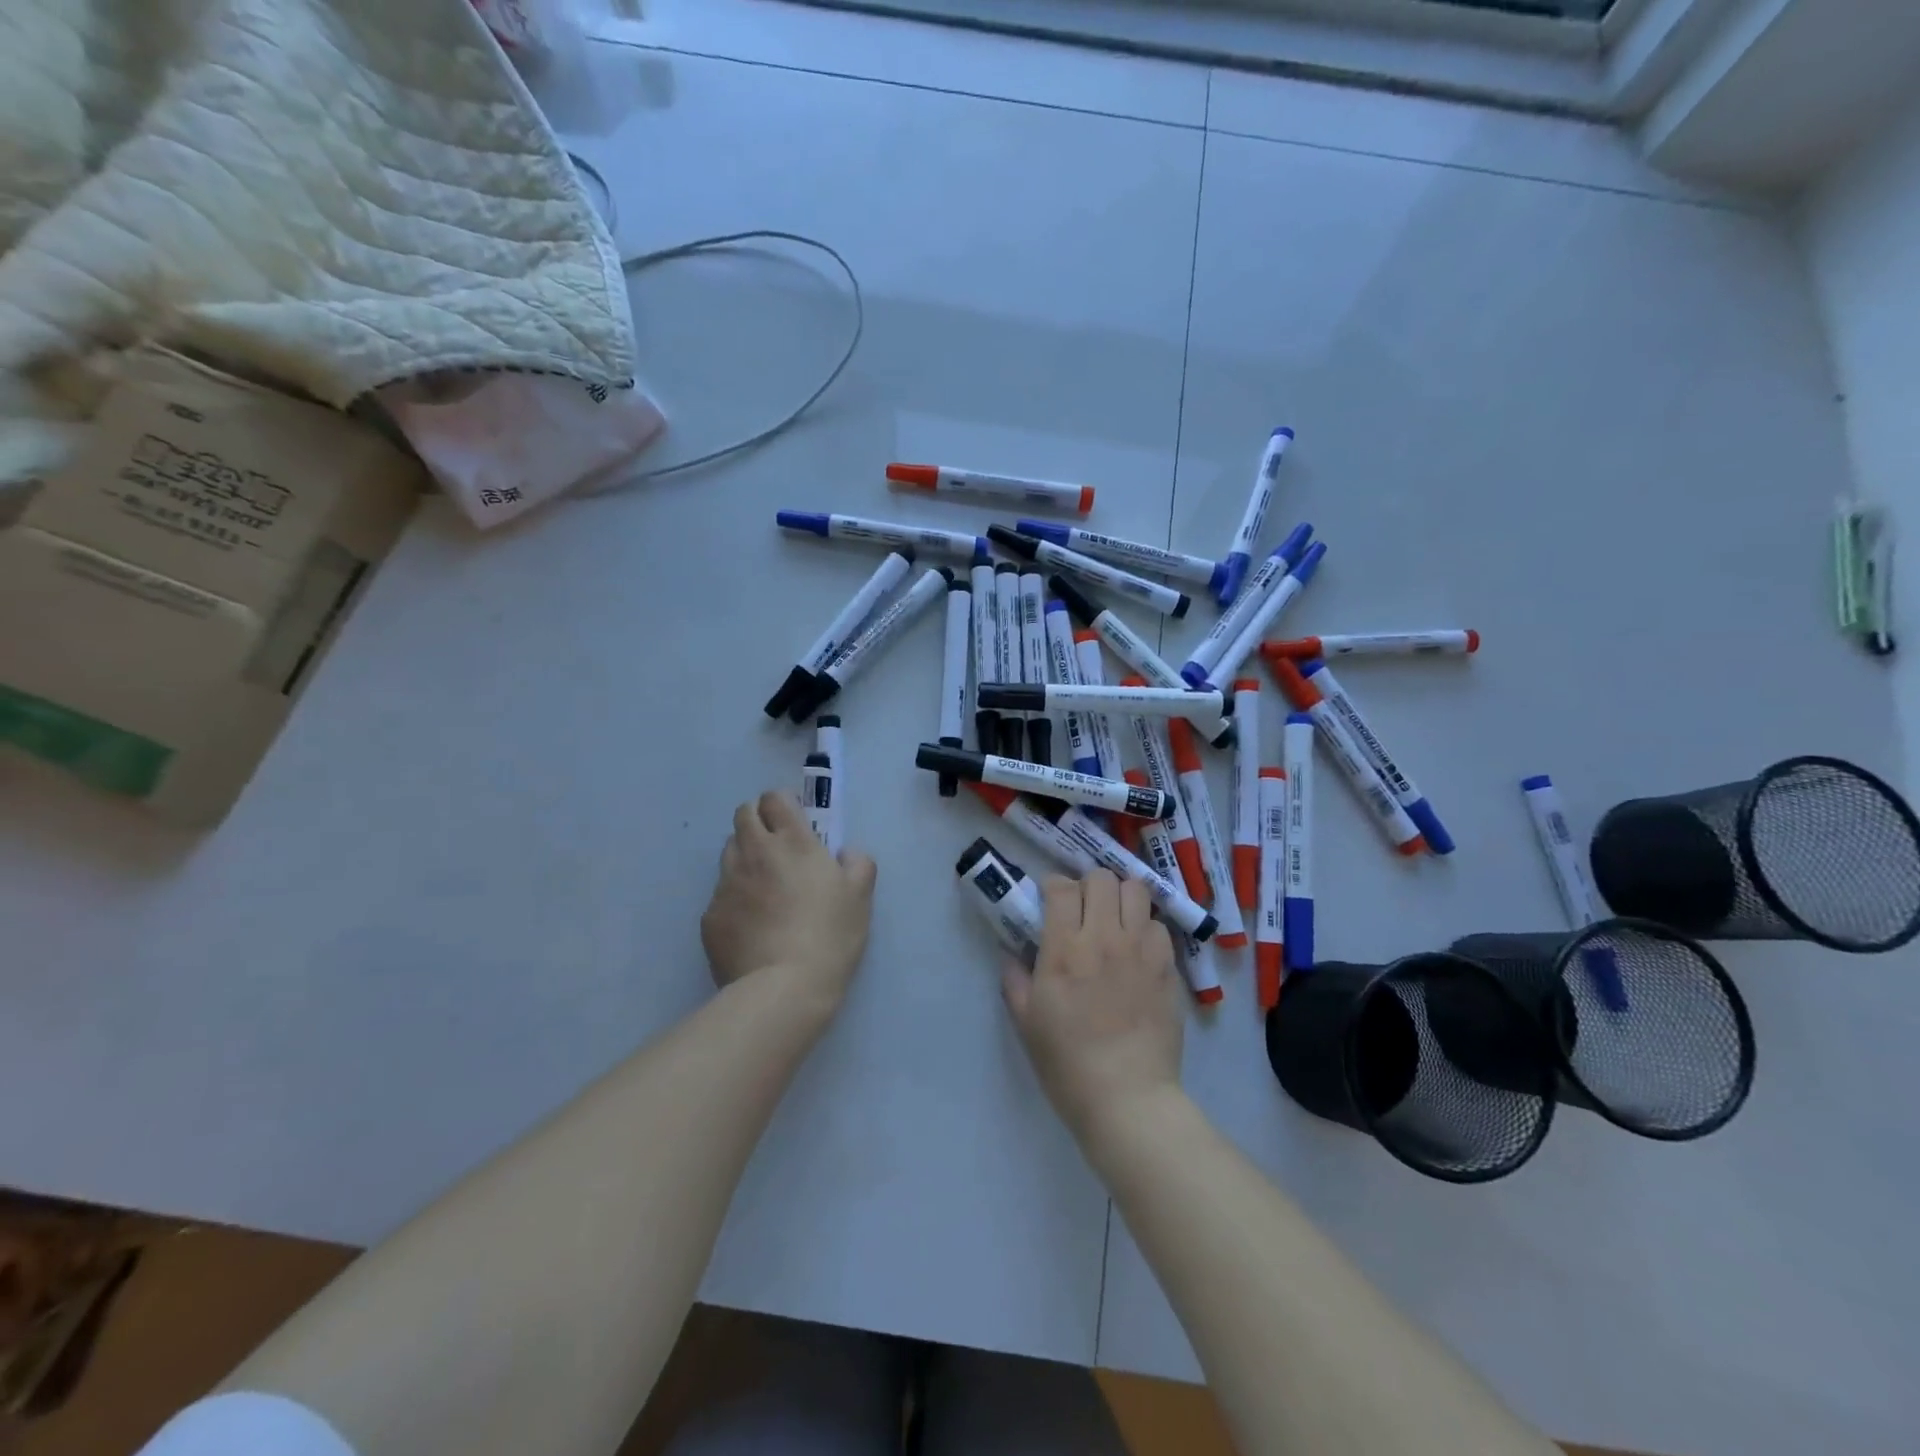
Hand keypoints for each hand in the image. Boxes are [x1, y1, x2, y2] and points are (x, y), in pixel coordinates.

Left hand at [701, 791, 875, 1014]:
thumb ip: (858, 863)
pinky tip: (751, 924)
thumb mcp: (860, 897)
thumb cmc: (829, 936)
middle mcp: (754, 852)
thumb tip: (845, 853)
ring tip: (763, 886)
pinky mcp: (710, 915)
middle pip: (743, 814)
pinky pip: (720, 893)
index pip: (774, 798)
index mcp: (793, 841)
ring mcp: (727, 883)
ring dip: (744, 856)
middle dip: (758, 821)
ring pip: (728, 851)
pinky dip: (735, 898)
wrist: (783, 988)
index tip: (795, 822)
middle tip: (776, 847)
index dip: (782, 805)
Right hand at [1002, 871, 1182, 1143]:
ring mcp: (1141, 949)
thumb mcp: (1026, 1021)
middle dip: (1088, 885)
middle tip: (1083, 908)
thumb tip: (1011, 952)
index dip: (1053, 886)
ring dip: (1121, 898)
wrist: (1127, 1098)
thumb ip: (1015, 978)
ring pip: (1136, 890)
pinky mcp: (1167, 966)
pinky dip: (1145, 928)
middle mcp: (1104, 938)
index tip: (1050, 901)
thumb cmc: (1067, 1063)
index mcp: (1064, 949)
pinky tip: (1138, 949)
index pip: (1061, 887)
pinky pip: (1158, 925)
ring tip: (1114, 920)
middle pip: (1102, 878)